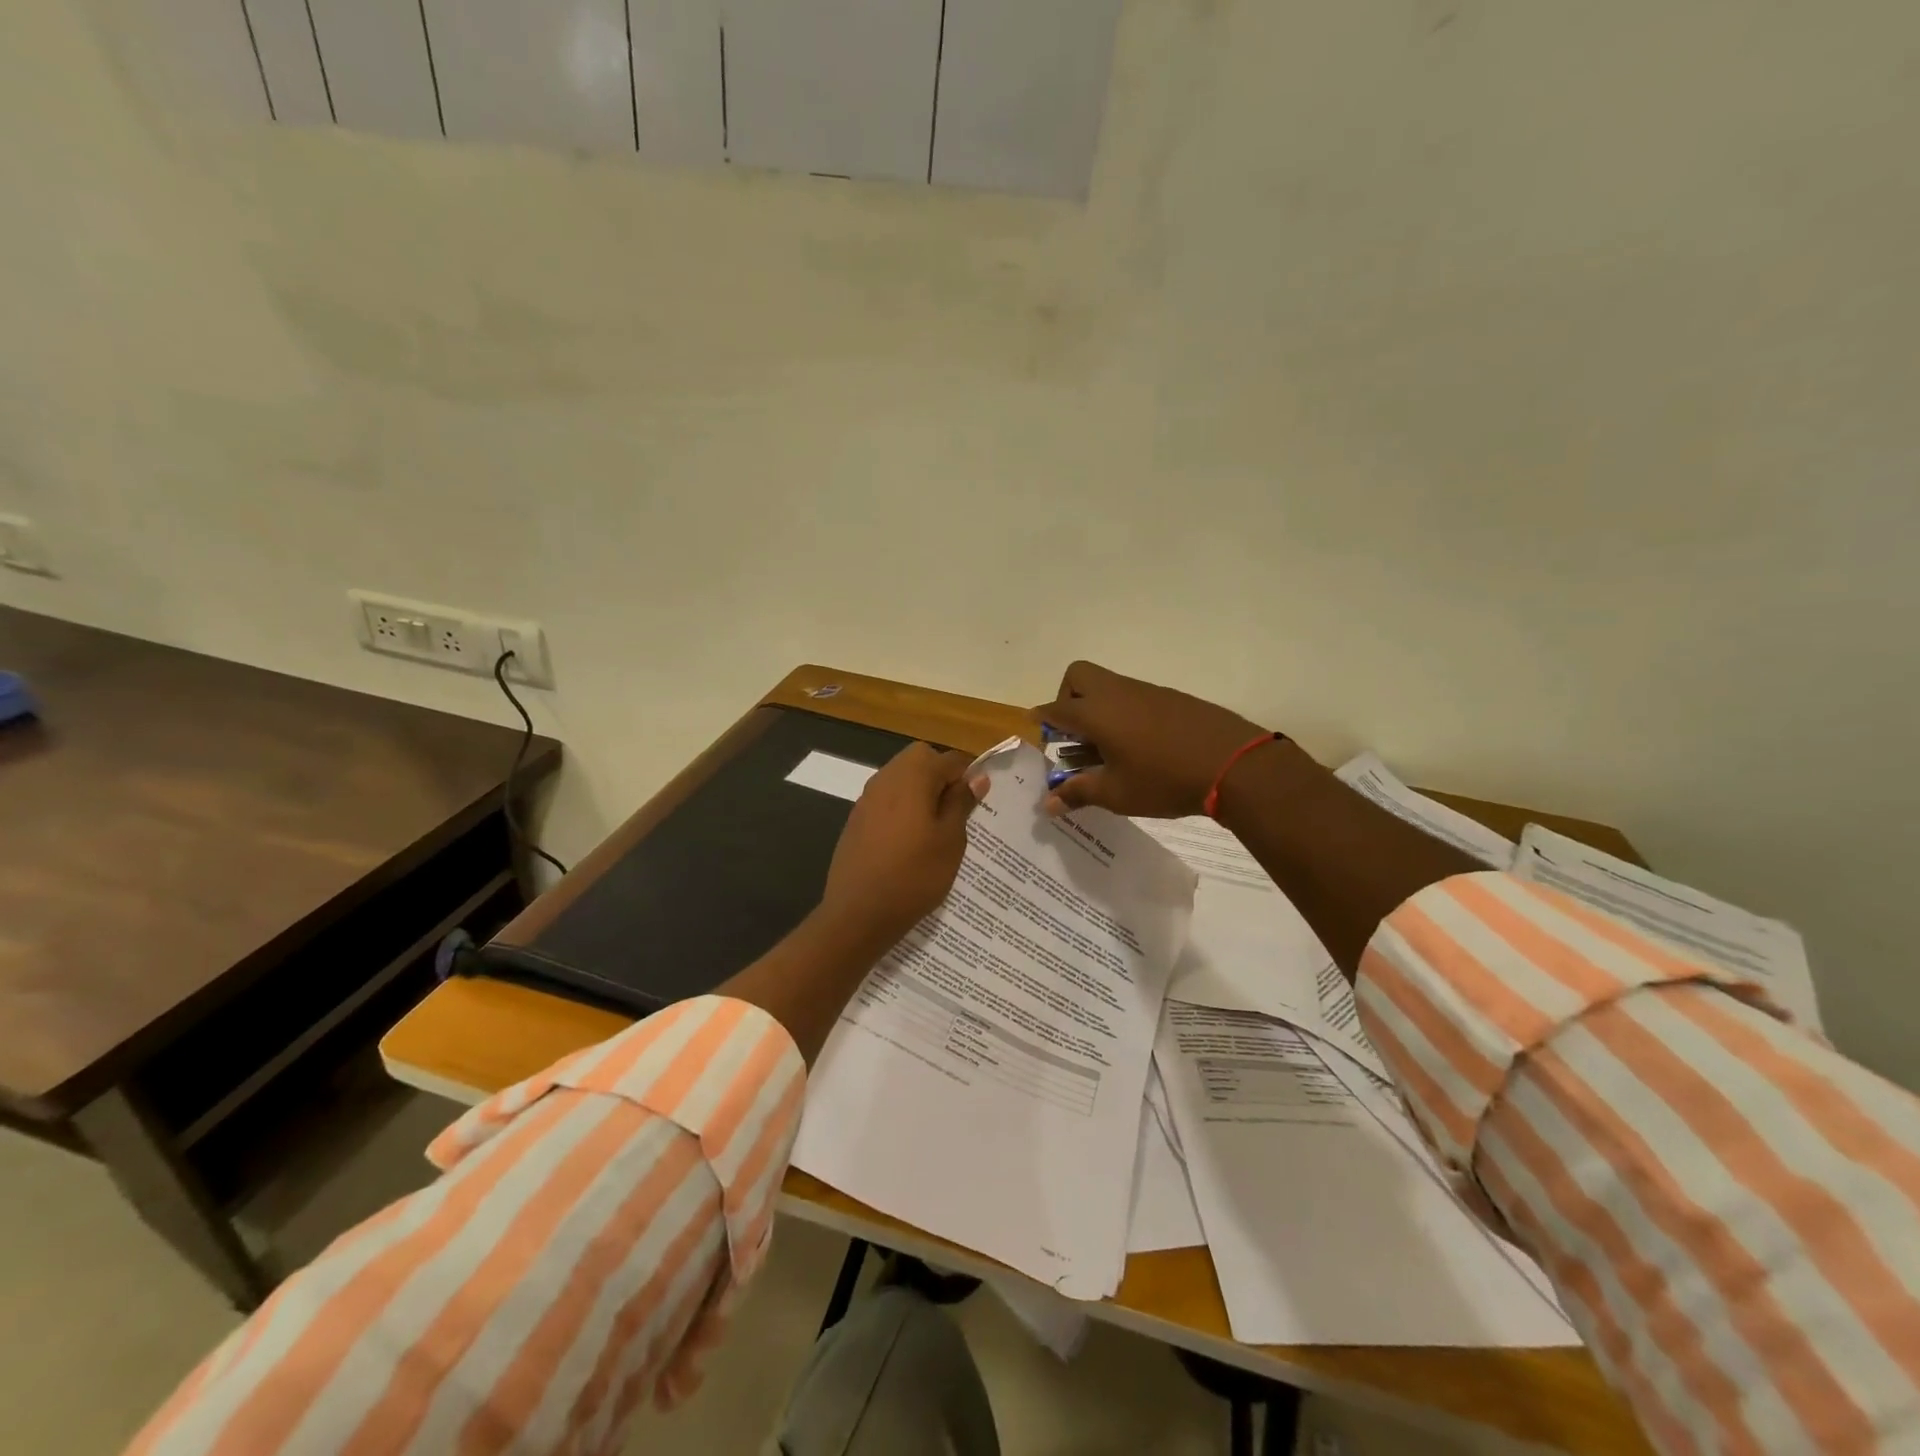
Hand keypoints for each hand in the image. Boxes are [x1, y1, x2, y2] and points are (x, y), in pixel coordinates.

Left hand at [820, 742, 988, 945]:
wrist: (858, 913)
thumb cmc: (914, 875)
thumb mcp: (951, 840)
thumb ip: (962, 802)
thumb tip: (976, 777)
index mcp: (913, 775)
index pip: (951, 759)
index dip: (969, 777)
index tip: (977, 806)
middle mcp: (886, 777)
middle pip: (921, 760)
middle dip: (942, 779)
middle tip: (956, 815)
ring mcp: (867, 797)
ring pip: (902, 779)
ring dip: (921, 793)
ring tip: (935, 831)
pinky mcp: (856, 818)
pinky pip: (887, 800)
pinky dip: (902, 809)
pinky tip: (908, 842)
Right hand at [1032, 661, 1276, 817]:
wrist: (1233, 763)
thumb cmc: (1164, 779)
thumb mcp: (1116, 793)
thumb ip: (1079, 793)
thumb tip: (1048, 804)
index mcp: (1096, 712)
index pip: (1056, 708)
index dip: (1043, 720)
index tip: (1040, 734)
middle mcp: (1116, 692)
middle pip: (1079, 676)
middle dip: (1067, 698)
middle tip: (1075, 734)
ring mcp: (1146, 691)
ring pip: (1108, 685)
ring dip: (1098, 708)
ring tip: (1108, 749)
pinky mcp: (1171, 697)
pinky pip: (1134, 696)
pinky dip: (1125, 713)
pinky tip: (1141, 746)